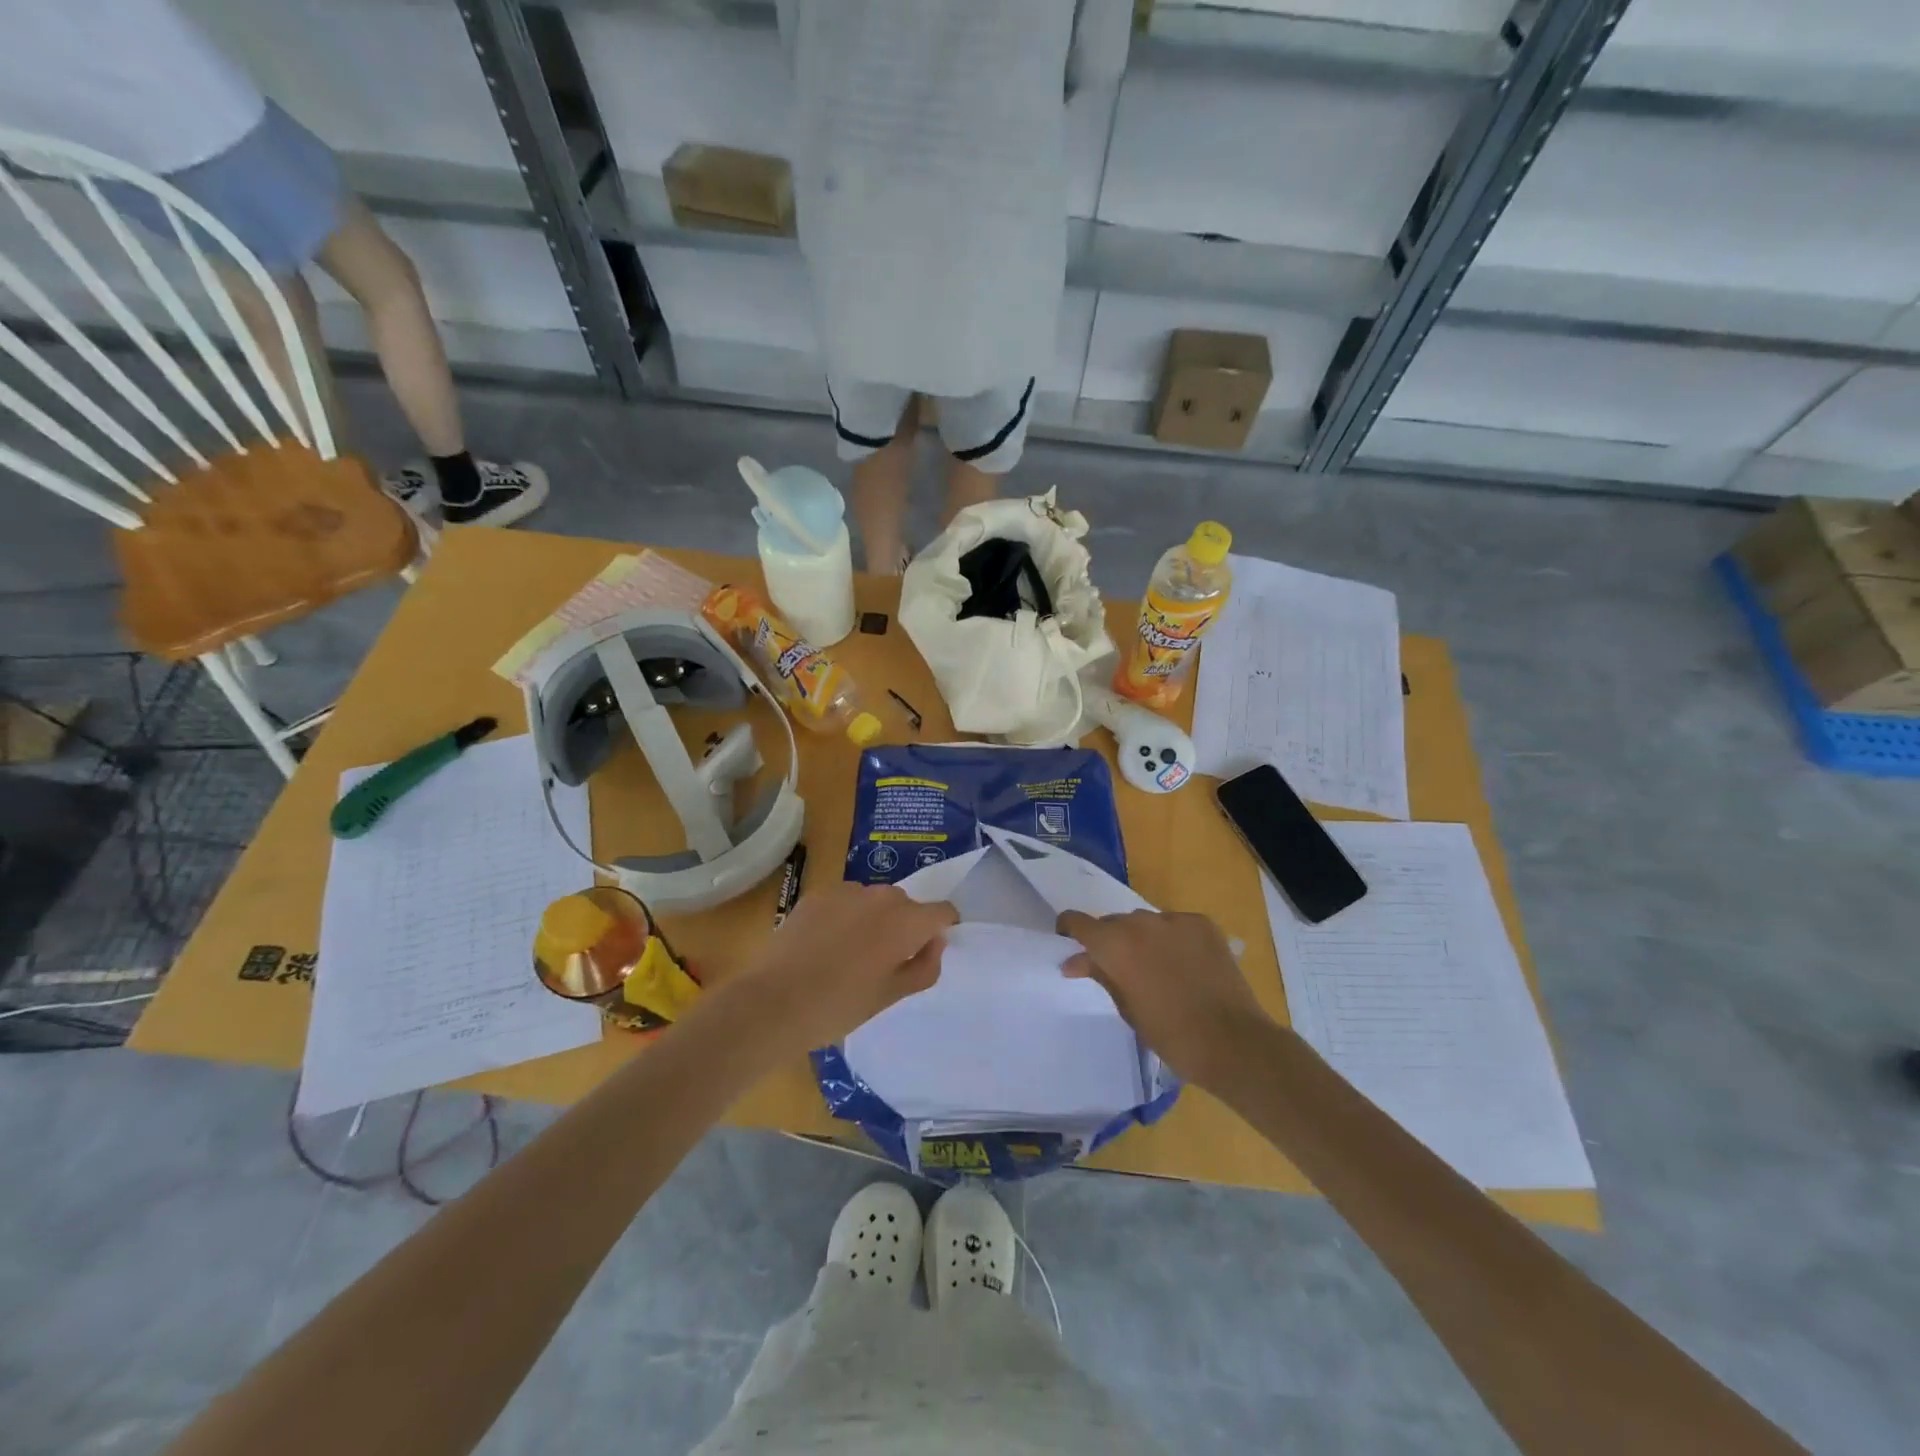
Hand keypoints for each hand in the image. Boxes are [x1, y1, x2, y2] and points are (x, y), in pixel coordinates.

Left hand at [732, 881, 956, 1052]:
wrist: (774, 1002)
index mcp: (907, 921)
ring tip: (849, 955)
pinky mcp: (817, 894)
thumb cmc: (840, 1005)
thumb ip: (924, 966)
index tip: (925, 953)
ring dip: (873, 920)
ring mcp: (847, 891)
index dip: (941, 930)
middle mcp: (882, 896)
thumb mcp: (891, 996)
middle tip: (883, 963)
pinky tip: (824, 946)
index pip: (943, 911)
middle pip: (907, 905)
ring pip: (874, 901)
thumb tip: (935, 942)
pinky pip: (845, 901)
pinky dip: (845, 917)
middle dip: (904, 927)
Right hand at [1056, 908, 1269, 1086]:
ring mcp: (1174, 919)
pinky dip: (1172, 938)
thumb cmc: (1170, 1034)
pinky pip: (1175, 924)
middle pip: (1114, 922)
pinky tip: (1183, 963)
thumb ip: (1101, 975)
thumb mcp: (1126, 1007)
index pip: (1078, 922)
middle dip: (1110, 940)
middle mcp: (1140, 922)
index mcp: (1114, 944)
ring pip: (1145, 922)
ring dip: (1141, 938)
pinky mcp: (1202, 924)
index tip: (1069, 944)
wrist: (1232, 1041)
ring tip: (1154, 967)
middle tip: (1117, 968)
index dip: (1069, 930)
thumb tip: (1076, 961)